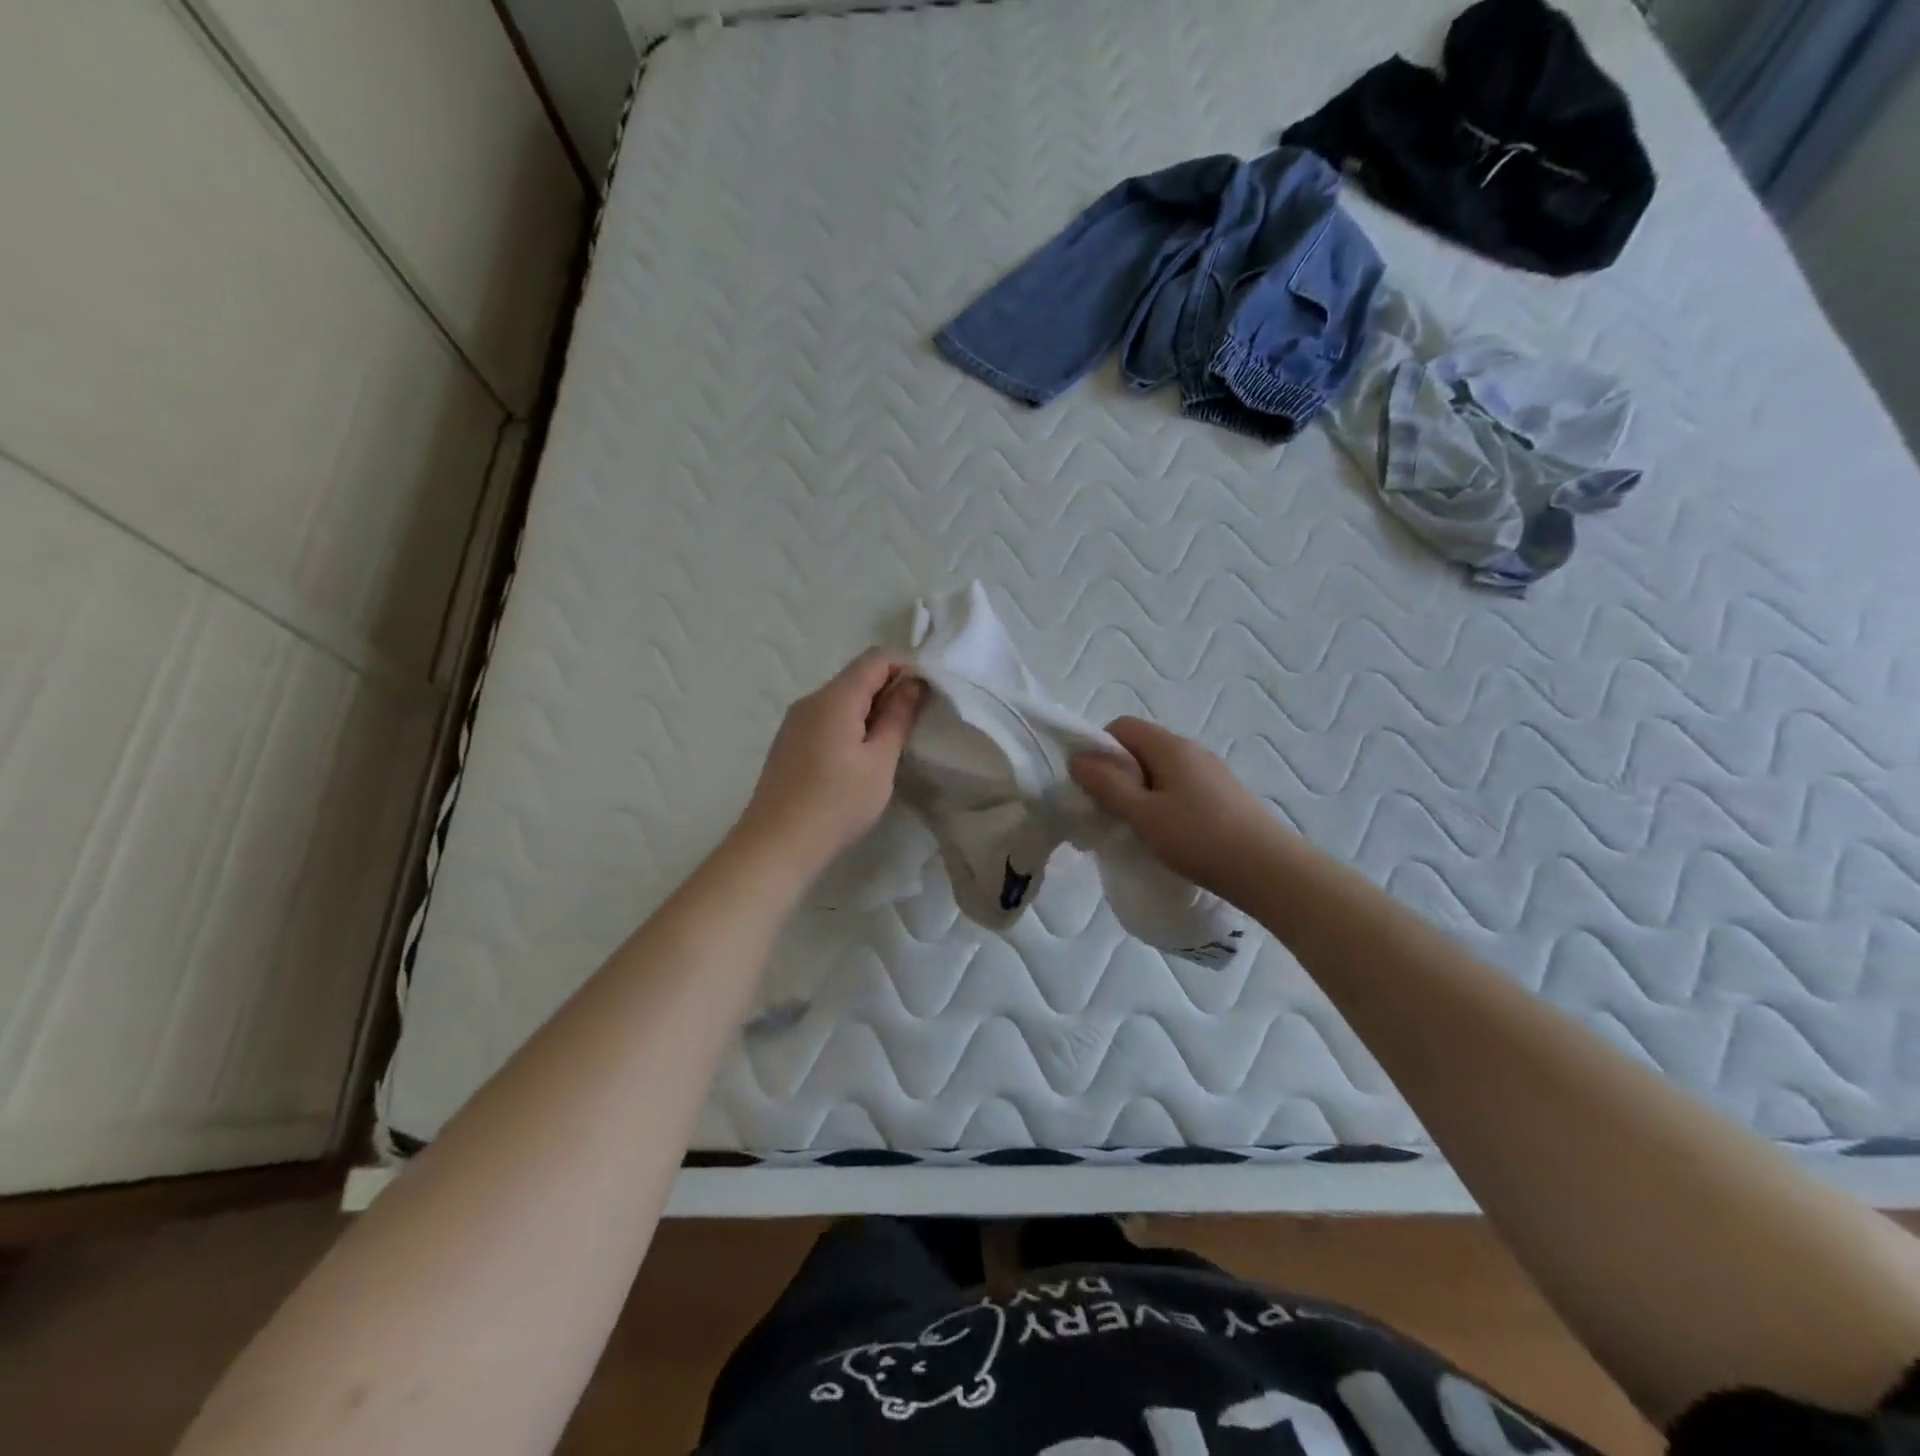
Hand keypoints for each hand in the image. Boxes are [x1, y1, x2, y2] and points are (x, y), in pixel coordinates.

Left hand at [738, 649, 925, 869]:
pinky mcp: (789, 742)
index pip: (875, 659)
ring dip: (869, 710)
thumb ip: (898, 717)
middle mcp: (810, 700)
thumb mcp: (879, 762)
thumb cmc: (837, 804)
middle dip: (889, 690)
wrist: (776, 845)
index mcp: (834, 698)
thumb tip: (913, 683)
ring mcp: (795, 721)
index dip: (905, 668)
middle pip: (856, 676)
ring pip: (841, 699)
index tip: (926, 696)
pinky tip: (858, 758)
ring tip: (889, 744)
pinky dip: (849, 725)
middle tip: (914, 723)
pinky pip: (826, 718)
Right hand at [1069, 717, 1284, 897]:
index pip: (1122, 727)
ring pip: (1160, 771)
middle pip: (1141, 748)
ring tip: (1135, 827)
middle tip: (1108, 810)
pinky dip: (1162, 804)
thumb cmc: (1198, 838)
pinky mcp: (1223, 796)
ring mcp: (1211, 773)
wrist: (1267, 870)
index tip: (1091, 784)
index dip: (1099, 749)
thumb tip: (1077, 758)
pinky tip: (1165, 834)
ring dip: (1140, 792)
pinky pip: (1179, 788)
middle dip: (1118, 774)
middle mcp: (1192, 751)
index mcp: (1170, 747)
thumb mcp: (1143, 813)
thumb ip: (1107, 785)